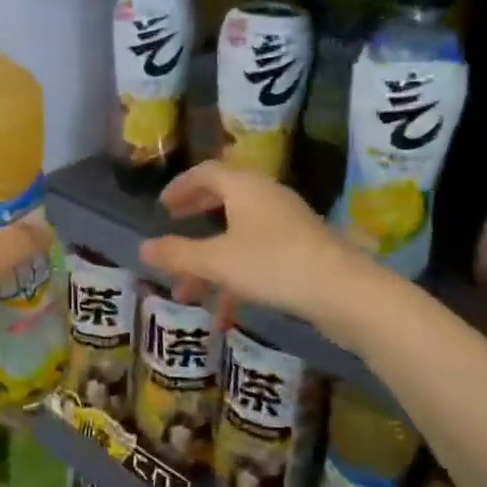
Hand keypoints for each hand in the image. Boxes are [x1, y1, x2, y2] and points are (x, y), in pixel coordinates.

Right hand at [139, 162, 368, 331]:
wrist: (344, 292)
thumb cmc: (273, 265)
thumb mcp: (217, 261)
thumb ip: (177, 254)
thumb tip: (142, 247)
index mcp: (245, 188)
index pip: (206, 172)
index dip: (181, 187)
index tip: (163, 206)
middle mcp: (267, 198)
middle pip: (224, 199)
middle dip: (196, 217)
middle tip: (174, 227)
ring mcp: (288, 224)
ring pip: (239, 235)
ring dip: (211, 260)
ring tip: (188, 292)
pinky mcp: (302, 251)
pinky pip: (258, 256)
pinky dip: (236, 277)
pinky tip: (226, 314)